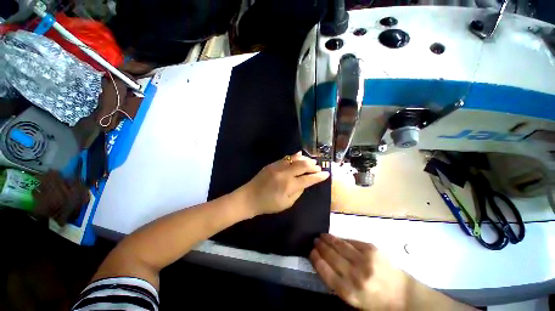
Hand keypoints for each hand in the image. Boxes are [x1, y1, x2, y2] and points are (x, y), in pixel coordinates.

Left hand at [240, 152, 329, 215]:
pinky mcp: (272, 164)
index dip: (318, 177)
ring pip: (295, 159)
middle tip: (319, 167)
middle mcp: (285, 174)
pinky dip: (294, 156)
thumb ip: (298, 192)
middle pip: (303, 166)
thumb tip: (304, 182)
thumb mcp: (286, 203)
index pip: (308, 179)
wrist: (249, 197)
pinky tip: (300, 155)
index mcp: (289, 186)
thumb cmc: (268, 204)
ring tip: (312, 161)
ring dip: (305, 159)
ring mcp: (278, 167)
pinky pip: (286, 158)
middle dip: (313, 166)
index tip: (326, 174)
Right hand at [310, 234, 411, 309]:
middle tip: (314, 240)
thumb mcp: (354, 299)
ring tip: (321, 235)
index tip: (311, 252)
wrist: (403, 295)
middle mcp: (355, 275)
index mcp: (349, 292)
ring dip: (328, 239)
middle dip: (320, 247)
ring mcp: (364, 260)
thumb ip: (338, 282)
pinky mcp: (371, 249)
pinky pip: (351, 241)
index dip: (316, 259)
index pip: (325, 272)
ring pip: (339, 245)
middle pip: (331, 256)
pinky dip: (342, 239)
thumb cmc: (376, 301)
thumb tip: (324, 263)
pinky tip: (336, 238)